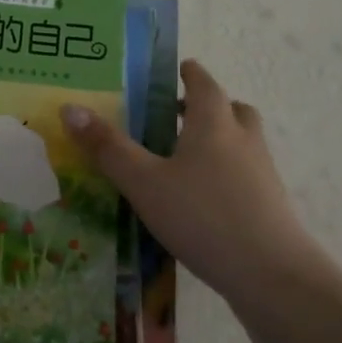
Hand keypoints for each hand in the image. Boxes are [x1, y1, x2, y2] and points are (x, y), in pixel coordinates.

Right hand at [60, 61, 323, 303]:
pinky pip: (247, 174)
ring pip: (243, 142)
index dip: (190, 73)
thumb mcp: (143, 182)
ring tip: (188, 157)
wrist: (271, 274)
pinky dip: (228, 172)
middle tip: (180, 113)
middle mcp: (243, 140)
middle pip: (232, 110)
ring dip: (221, 138)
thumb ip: (108, 147)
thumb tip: (70, 108)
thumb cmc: (202, 216)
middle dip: (208, 106)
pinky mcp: (270, 205)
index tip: (179, 68)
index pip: (204, 84)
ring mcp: (262, 173)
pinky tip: (204, 198)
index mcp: (214, 124)